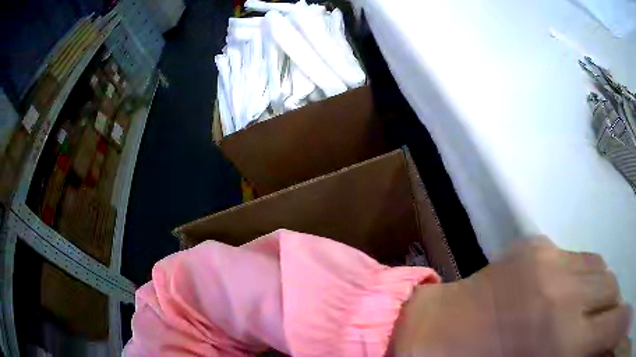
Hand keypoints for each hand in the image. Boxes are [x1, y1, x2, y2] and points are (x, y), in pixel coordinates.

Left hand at [392, 236, 631, 355]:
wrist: (424, 333)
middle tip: (606, 327)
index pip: (607, 327)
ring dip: (604, 292)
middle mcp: (563, 286)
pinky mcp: (533, 245)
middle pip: (612, 290)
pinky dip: (587, 277)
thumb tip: (588, 348)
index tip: (604, 335)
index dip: (608, 329)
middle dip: (613, 310)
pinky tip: (576, 294)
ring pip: (601, 268)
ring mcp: (548, 257)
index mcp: (558, 336)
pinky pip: (578, 258)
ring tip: (597, 313)